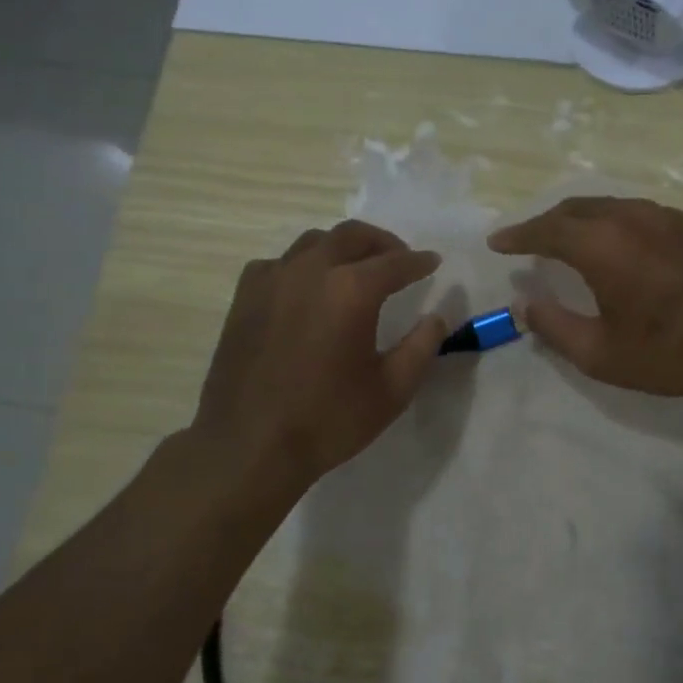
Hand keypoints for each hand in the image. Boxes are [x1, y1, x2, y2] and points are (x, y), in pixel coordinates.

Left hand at [193, 220, 447, 496]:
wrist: (249, 446)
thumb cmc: (328, 420)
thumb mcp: (391, 391)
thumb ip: (421, 348)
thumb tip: (436, 318)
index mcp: (351, 291)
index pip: (395, 262)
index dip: (419, 262)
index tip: (433, 262)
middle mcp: (311, 271)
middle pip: (352, 236)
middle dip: (382, 242)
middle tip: (399, 258)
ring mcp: (272, 280)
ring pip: (314, 242)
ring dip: (342, 247)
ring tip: (356, 268)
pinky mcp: (245, 297)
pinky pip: (280, 263)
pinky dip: (303, 265)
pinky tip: (307, 288)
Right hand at [489, 197, 682, 404]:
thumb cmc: (675, 353)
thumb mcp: (603, 355)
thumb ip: (555, 328)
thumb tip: (526, 305)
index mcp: (603, 246)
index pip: (547, 230)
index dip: (518, 235)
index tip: (498, 242)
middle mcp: (633, 218)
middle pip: (578, 208)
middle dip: (547, 222)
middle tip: (530, 240)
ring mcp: (671, 216)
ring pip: (614, 205)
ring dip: (584, 219)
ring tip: (573, 239)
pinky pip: (645, 213)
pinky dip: (619, 223)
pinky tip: (627, 244)